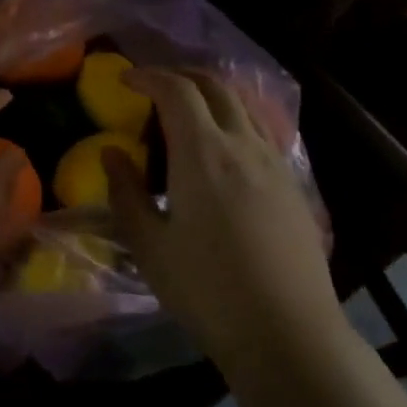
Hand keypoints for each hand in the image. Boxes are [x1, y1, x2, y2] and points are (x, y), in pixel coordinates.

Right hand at [105, 69, 338, 366]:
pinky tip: (222, 154)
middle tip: (155, 86)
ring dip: (212, 96)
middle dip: (182, 75)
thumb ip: (126, 193)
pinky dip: (235, 123)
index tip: (126, 79)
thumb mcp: (149, 246)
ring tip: (187, 114)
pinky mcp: (294, 187)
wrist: (285, 330)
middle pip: (217, 86)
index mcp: (203, 154)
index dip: (149, 76)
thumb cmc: (206, 290)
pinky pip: (261, 135)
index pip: (177, 91)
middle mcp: (244, 146)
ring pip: (244, 108)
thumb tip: (112, 153)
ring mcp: (276, 164)